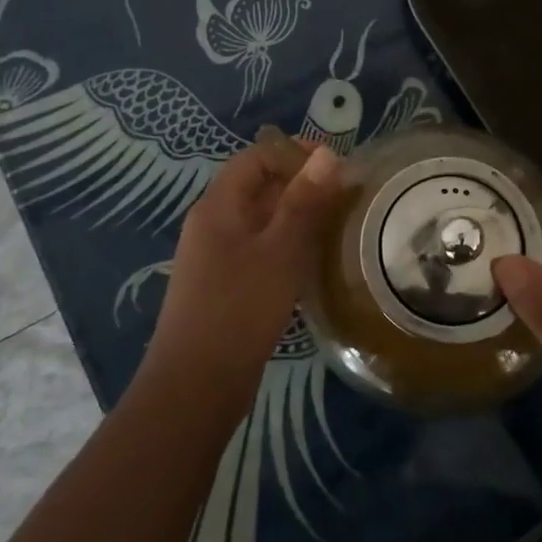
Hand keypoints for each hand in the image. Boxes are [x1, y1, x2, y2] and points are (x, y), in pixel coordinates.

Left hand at [143, 137, 345, 421]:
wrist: (195, 388)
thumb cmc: (239, 310)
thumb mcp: (279, 251)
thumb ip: (304, 201)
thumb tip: (328, 155)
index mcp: (218, 206)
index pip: (257, 157)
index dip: (295, 153)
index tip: (336, 166)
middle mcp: (213, 224)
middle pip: (259, 186)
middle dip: (302, 184)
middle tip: (346, 196)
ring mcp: (217, 257)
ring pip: (262, 220)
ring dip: (298, 215)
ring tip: (338, 224)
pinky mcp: (226, 285)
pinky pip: (260, 248)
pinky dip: (288, 244)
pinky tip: (314, 261)